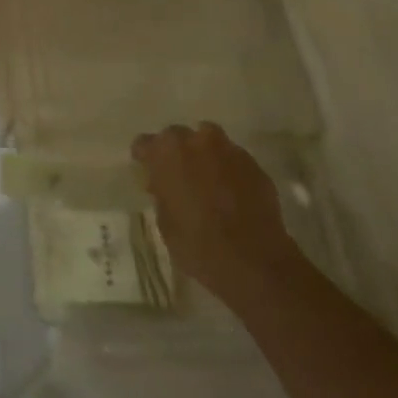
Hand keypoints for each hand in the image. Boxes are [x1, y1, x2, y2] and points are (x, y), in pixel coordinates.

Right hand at [132, 124, 299, 304]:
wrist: (253, 261)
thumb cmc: (197, 244)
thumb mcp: (164, 222)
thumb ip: (162, 194)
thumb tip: (165, 186)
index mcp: (165, 153)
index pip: (144, 144)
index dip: (145, 159)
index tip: (148, 173)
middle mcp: (195, 141)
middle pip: (177, 136)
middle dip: (176, 152)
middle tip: (178, 176)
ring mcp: (227, 150)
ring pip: (209, 140)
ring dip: (204, 154)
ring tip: (206, 178)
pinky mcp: (254, 164)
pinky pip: (233, 159)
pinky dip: (228, 169)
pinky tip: (231, 192)